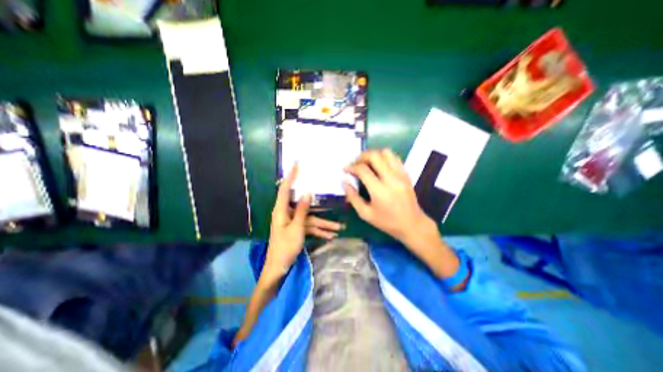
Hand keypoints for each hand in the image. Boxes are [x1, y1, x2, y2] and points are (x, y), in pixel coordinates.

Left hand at [266, 166, 343, 281]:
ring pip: (311, 219)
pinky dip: (319, 231)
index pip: (285, 188)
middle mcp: (287, 213)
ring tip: (339, 228)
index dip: (291, 175)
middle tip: (331, 198)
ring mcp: (293, 222)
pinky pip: (309, 227)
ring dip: (324, 225)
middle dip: (320, 208)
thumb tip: (307, 193)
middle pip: (304, 206)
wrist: (278, 268)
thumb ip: (301, 210)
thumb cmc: (284, 248)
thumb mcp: (296, 228)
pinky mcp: (297, 229)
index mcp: (282, 210)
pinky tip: (331, 236)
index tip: (297, 164)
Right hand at [344, 150, 433, 244]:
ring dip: (374, 155)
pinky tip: (379, 166)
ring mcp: (400, 174)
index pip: (362, 169)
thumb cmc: (387, 221)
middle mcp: (391, 178)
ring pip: (386, 153)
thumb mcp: (365, 214)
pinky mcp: (406, 174)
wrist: (411, 224)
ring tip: (367, 163)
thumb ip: (353, 197)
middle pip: (375, 156)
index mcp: (379, 190)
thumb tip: (345, 182)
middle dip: (361, 156)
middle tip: (356, 164)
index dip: (351, 167)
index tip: (346, 169)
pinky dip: (384, 157)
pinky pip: (395, 158)